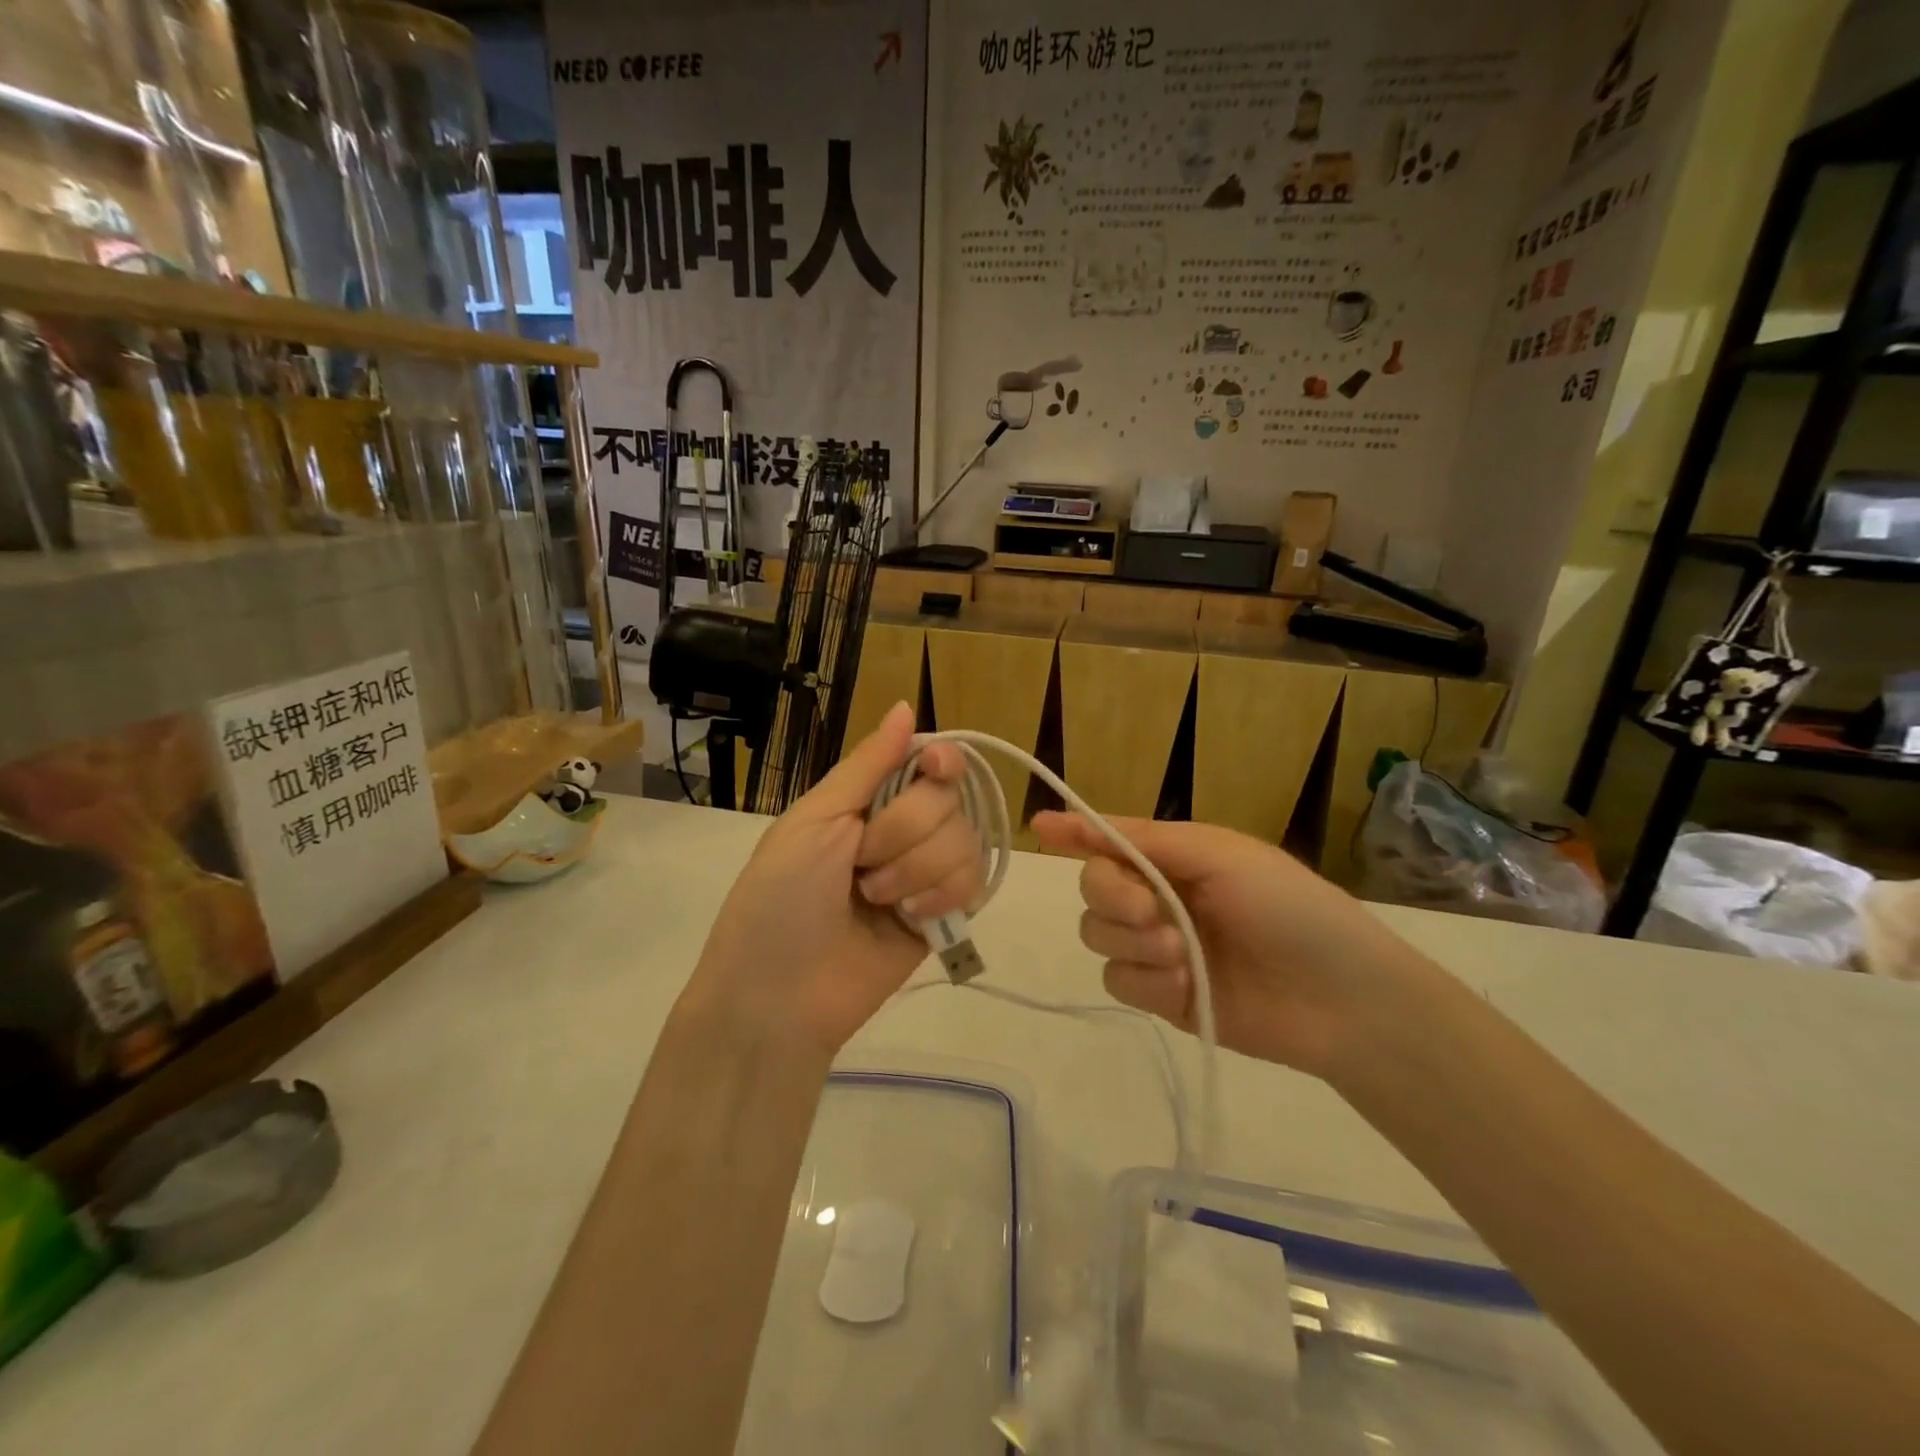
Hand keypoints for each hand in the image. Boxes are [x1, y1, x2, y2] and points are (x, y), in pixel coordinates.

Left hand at [686, 704, 983, 1056]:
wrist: (778, 995)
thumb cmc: (780, 897)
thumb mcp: (814, 820)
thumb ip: (867, 766)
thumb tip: (907, 706)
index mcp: (866, 799)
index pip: (927, 760)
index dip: (940, 761)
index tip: (934, 770)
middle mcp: (902, 829)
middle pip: (949, 799)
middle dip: (904, 830)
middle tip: (861, 863)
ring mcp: (925, 872)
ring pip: (966, 839)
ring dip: (918, 868)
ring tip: (875, 899)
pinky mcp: (943, 915)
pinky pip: (974, 882)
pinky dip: (942, 895)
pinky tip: (911, 917)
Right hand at [1030, 812, 1434, 1079]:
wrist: (1340, 1001)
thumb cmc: (1289, 909)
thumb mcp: (1220, 856)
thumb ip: (1145, 841)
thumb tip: (1067, 817)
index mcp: (1175, 857)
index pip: (1109, 839)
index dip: (1074, 833)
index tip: (1040, 827)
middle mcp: (1158, 897)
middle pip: (1093, 887)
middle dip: (1114, 896)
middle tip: (1153, 911)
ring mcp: (1156, 948)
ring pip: (1097, 935)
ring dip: (1132, 941)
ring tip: (1181, 954)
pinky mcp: (1159, 995)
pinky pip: (1117, 981)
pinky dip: (1145, 980)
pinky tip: (1184, 985)